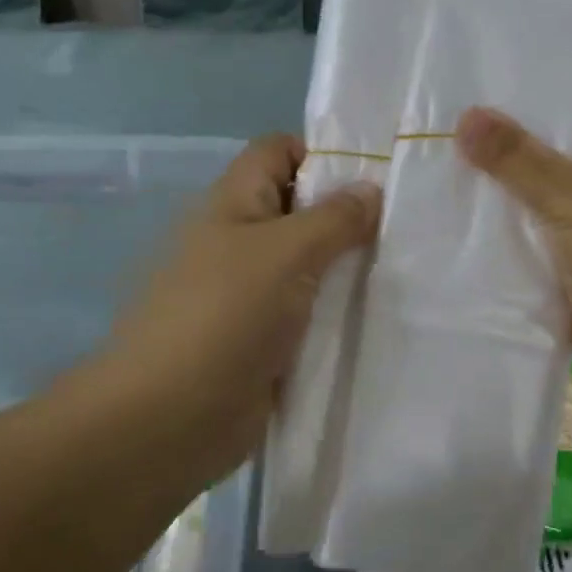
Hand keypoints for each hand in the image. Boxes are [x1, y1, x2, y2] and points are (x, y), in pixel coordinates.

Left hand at [96, 135, 381, 484]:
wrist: (167, 421)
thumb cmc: (224, 317)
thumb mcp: (286, 253)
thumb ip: (334, 218)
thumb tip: (370, 190)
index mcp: (234, 203)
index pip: (279, 151)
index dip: (323, 153)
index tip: (377, 177)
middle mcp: (239, 239)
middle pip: (299, 207)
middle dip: (348, 214)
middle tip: (405, 227)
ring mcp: (249, 292)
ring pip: (308, 263)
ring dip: (347, 267)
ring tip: (402, 270)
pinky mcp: (262, 338)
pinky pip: (307, 310)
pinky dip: (336, 310)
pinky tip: (379, 315)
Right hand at [456, 92, 571, 406]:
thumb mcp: (570, 192)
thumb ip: (516, 155)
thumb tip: (465, 116)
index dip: (562, 89)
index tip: (508, 80)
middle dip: (524, 136)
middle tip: (467, 117)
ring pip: (555, 188)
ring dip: (516, 183)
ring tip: (458, 156)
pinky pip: (548, 227)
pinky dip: (519, 222)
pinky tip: (472, 210)